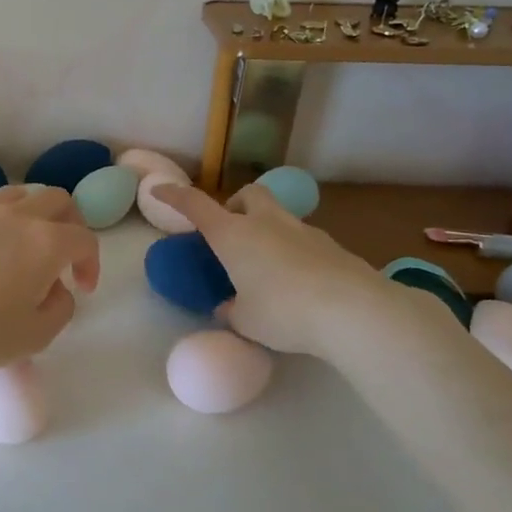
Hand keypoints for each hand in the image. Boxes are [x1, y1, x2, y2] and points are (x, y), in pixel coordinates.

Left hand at [0, 185, 100, 385]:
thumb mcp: (38, 335)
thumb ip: (61, 307)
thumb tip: (56, 289)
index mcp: (46, 242)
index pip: (84, 239)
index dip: (91, 263)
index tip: (81, 289)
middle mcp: (16, 216)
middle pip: (56, 200)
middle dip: (69, 224)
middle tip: (62, 256)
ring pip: (16, 193)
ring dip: (30, 213)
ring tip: (23, 243)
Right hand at [149, 183, 397, 356]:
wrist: (353, 311)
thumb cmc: (283, 312)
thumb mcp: (245, 320)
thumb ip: (231, 310)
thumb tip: (227, 307)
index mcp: (234, 235)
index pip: (195, 205)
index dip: (174, 196)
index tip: (158, 191)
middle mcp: (266, 223)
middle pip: (248, 194)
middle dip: (235, 205)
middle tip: (232, 232)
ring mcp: (303, 230)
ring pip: (278, 214)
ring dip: (266, 228)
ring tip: (266, 264)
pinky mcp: (332, 246)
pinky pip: (303, 239)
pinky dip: (292, 250)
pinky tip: (297, 282)